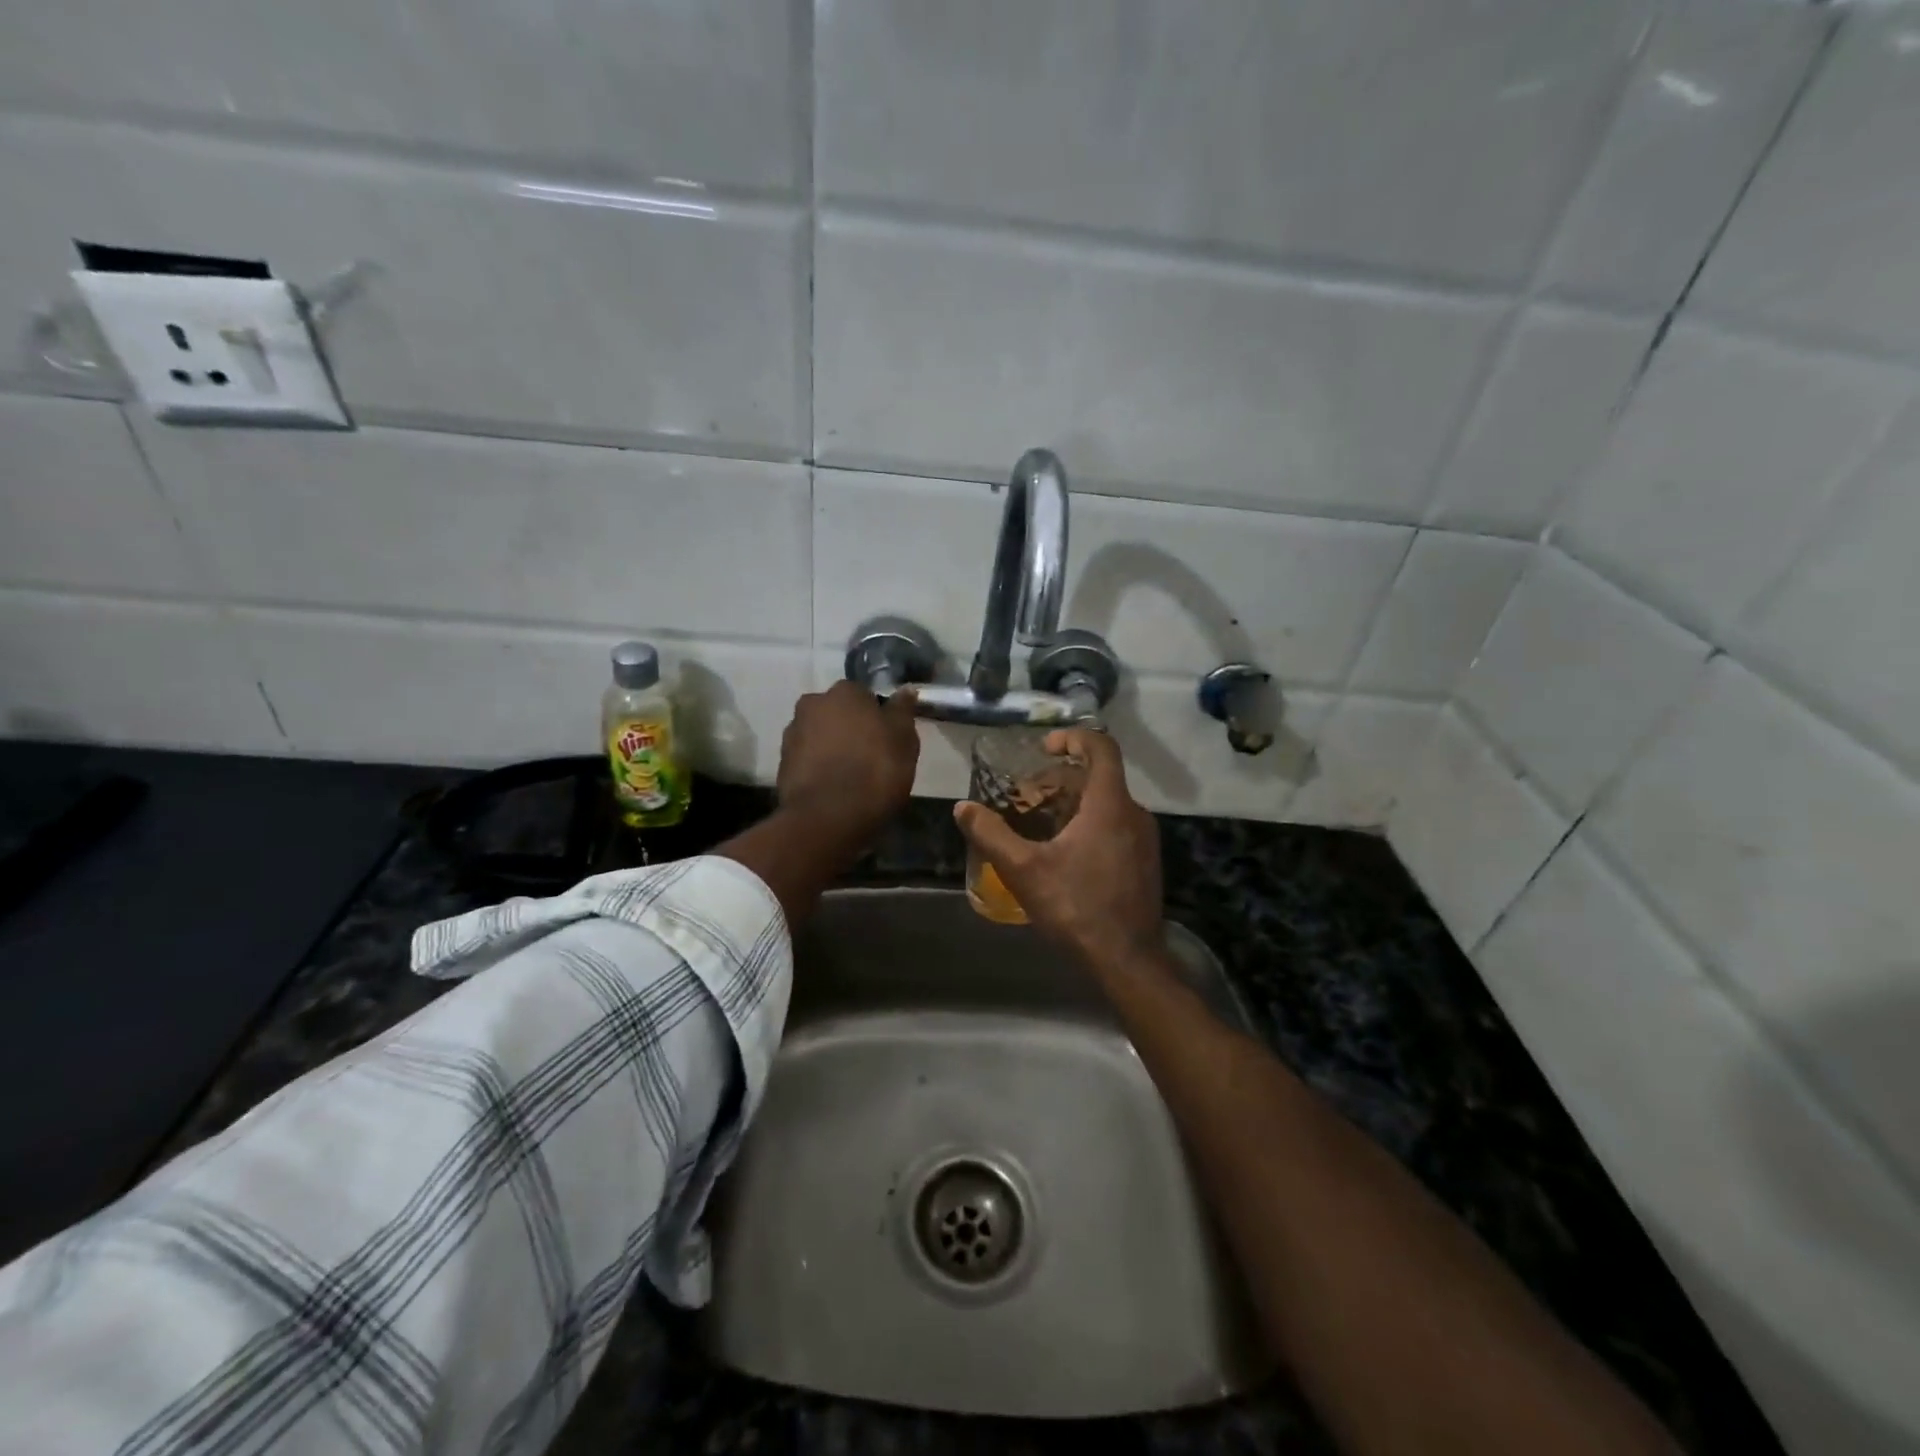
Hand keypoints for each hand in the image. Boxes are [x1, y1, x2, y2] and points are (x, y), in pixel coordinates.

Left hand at [775, 682, 920, 840]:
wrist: (827, 817)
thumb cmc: (875, 771)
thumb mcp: (903, 740)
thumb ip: (903, 711)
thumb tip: (906, 690)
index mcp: (844, 692)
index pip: (865, 695)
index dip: (877, 716)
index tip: (887, 738)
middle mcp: (813, 704)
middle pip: (838, 712)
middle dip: (851, 728)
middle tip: (869, 756)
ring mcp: (792, 733)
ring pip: (820, 734)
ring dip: (832, 747)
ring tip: (850, 776)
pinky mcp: (782, 764)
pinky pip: (807, 759)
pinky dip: (818, 767)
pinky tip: (833, 787)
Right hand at [953, 727, 1163, 966]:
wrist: (1127, 960)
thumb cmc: (1076, 907)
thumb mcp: (1024, 870)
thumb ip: (991, 834)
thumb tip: (962, 808)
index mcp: (1110, 804)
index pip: (1101, 747)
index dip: (1073, 738)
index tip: (1045, 748)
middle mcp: (1134, 813)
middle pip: (1099, 777)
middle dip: (1060, 779)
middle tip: (1027, 796)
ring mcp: (1144, 839)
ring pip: (1107, 803)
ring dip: (1072, 803)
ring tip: (1039, 824)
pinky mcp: (1144, 862)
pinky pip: (1116, 825)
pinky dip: (1089, 823)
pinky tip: (1063, 852)